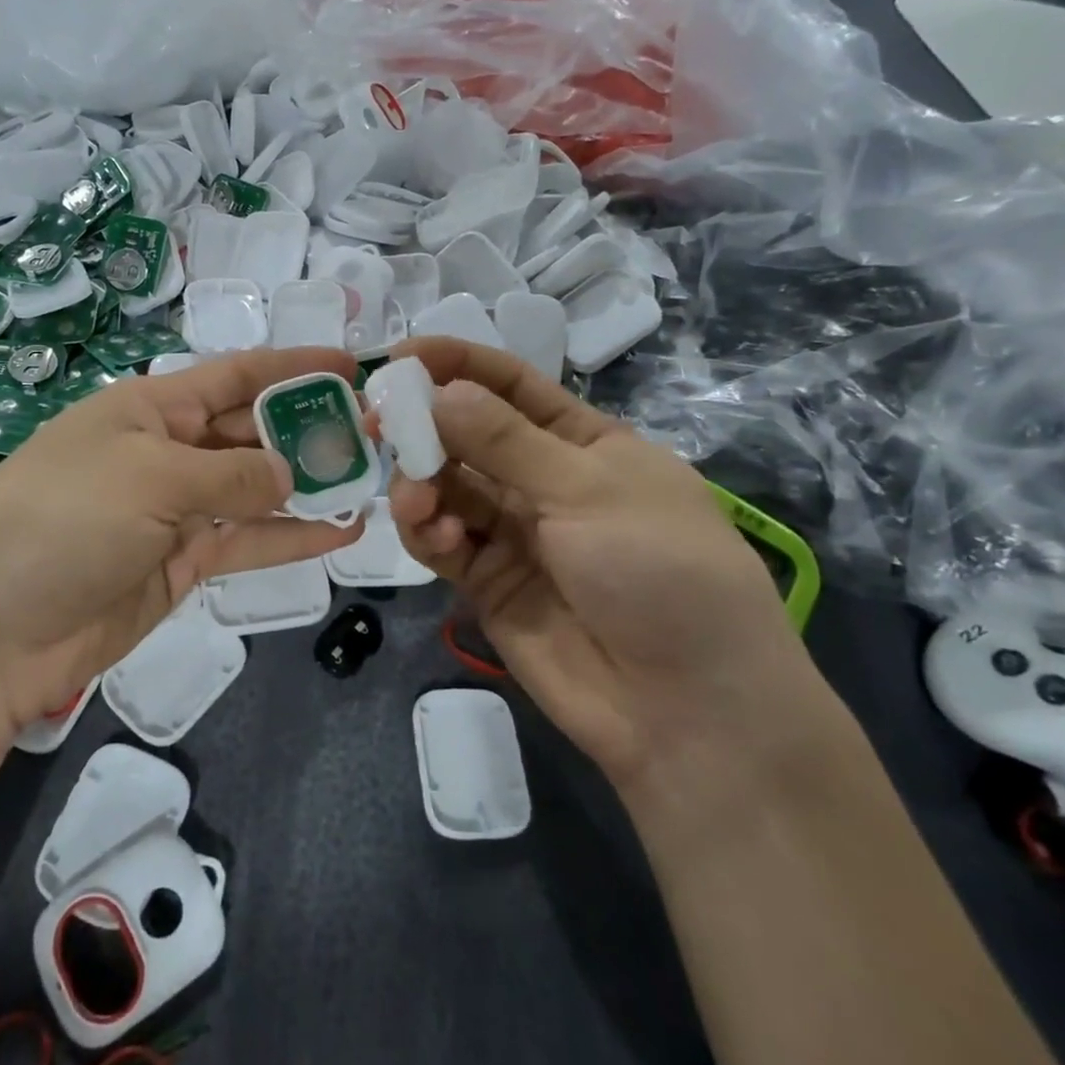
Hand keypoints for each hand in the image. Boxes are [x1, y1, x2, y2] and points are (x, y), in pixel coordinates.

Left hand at [0, 348, 362, 739]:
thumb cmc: (61, 521)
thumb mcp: (149, 478)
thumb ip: (229, 472)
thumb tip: (287, 471)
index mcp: (152, 408)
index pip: (235, 376)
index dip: (293, 367)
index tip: (351, 364)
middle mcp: (168, 451)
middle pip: (252, 431)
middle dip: (309, 428)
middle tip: (377, 433)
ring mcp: (176, 510)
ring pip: (257, 488)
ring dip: (309, 483)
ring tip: (372, 479)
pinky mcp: (182, 563)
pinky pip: (247, 540)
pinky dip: (291, 536)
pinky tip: (341, 531)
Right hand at [387, 339, 821, 792]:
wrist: (686, 709)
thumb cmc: (659, 571)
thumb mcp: (588, 491)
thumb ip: (505, 442)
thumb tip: (440, 391)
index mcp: (583, 441)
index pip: (511, 385)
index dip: (457, 364)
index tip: (399, 355)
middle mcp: (542, 480)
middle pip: (466, 434)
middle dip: (423, 425)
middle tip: (378, 422)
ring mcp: (512, 532)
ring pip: (446, 487)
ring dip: (422, 483)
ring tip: (418, 499)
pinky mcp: (486, 581)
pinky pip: (443, 541)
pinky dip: (430, 532)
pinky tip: (443, 540)